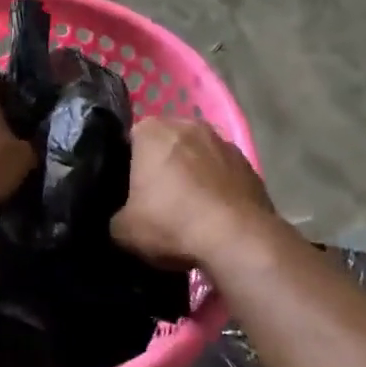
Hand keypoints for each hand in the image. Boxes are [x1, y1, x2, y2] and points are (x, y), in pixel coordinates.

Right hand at [113, 118, 274, 268]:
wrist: (239, 240)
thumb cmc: (172, 224)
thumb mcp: (123, 231)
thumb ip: (117, 216)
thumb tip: (123, 218)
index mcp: (151, 131)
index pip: (130, 140)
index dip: (128, 165)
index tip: (129, 191)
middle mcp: (188, 125)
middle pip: (167, 143)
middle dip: (162, 165)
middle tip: (157, 199)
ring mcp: (223, 142)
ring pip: (198, 156)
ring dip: (193, 174)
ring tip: (190, 210)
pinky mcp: (249, 164)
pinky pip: (223, 173)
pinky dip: (218, 187)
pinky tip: (216, 215)